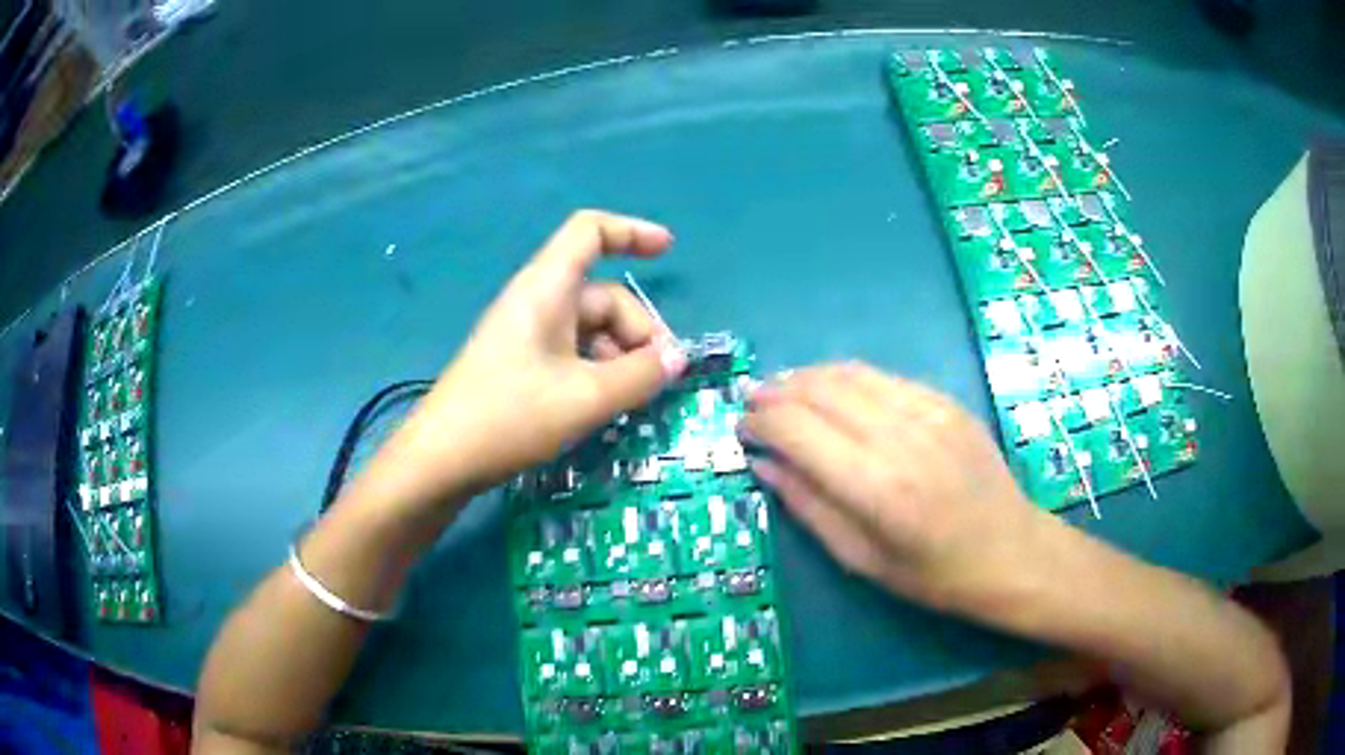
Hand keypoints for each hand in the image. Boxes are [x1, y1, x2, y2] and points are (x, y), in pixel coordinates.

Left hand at [360, 210, 686, 511]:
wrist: (441, 460)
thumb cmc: (510, 417)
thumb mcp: (587, 398)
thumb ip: (640, 376)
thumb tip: (677, 360)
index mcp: (547, 288)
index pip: (590, 232)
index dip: (631, 232)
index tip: (669, 252)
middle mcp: (537, 302)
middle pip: (602, 296)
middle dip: (638, 331)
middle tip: (657, 379)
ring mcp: (526, 335)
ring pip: (590, 330)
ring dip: (620, 358)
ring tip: (629, 401)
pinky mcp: (519, 365)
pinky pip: (571, 354)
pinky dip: (597, 372)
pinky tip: (602, 407)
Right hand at [743, 363, 1049, 612]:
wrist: (1010, 551)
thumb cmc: (933, 574)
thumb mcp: (861, 559)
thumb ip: (808, 506)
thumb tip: (763, 463)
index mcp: (877, 487)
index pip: (798, 429)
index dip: (761, 423)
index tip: (742, 429)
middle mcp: (901, 436)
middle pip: (820, 391)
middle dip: (777, 393)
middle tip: (753, 404)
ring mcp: (928, 411)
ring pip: (850, 373)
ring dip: (808, 378)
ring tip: (784, 392)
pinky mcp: (946, 401)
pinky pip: (884, 378)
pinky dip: (847, 379)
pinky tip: (834, 394)